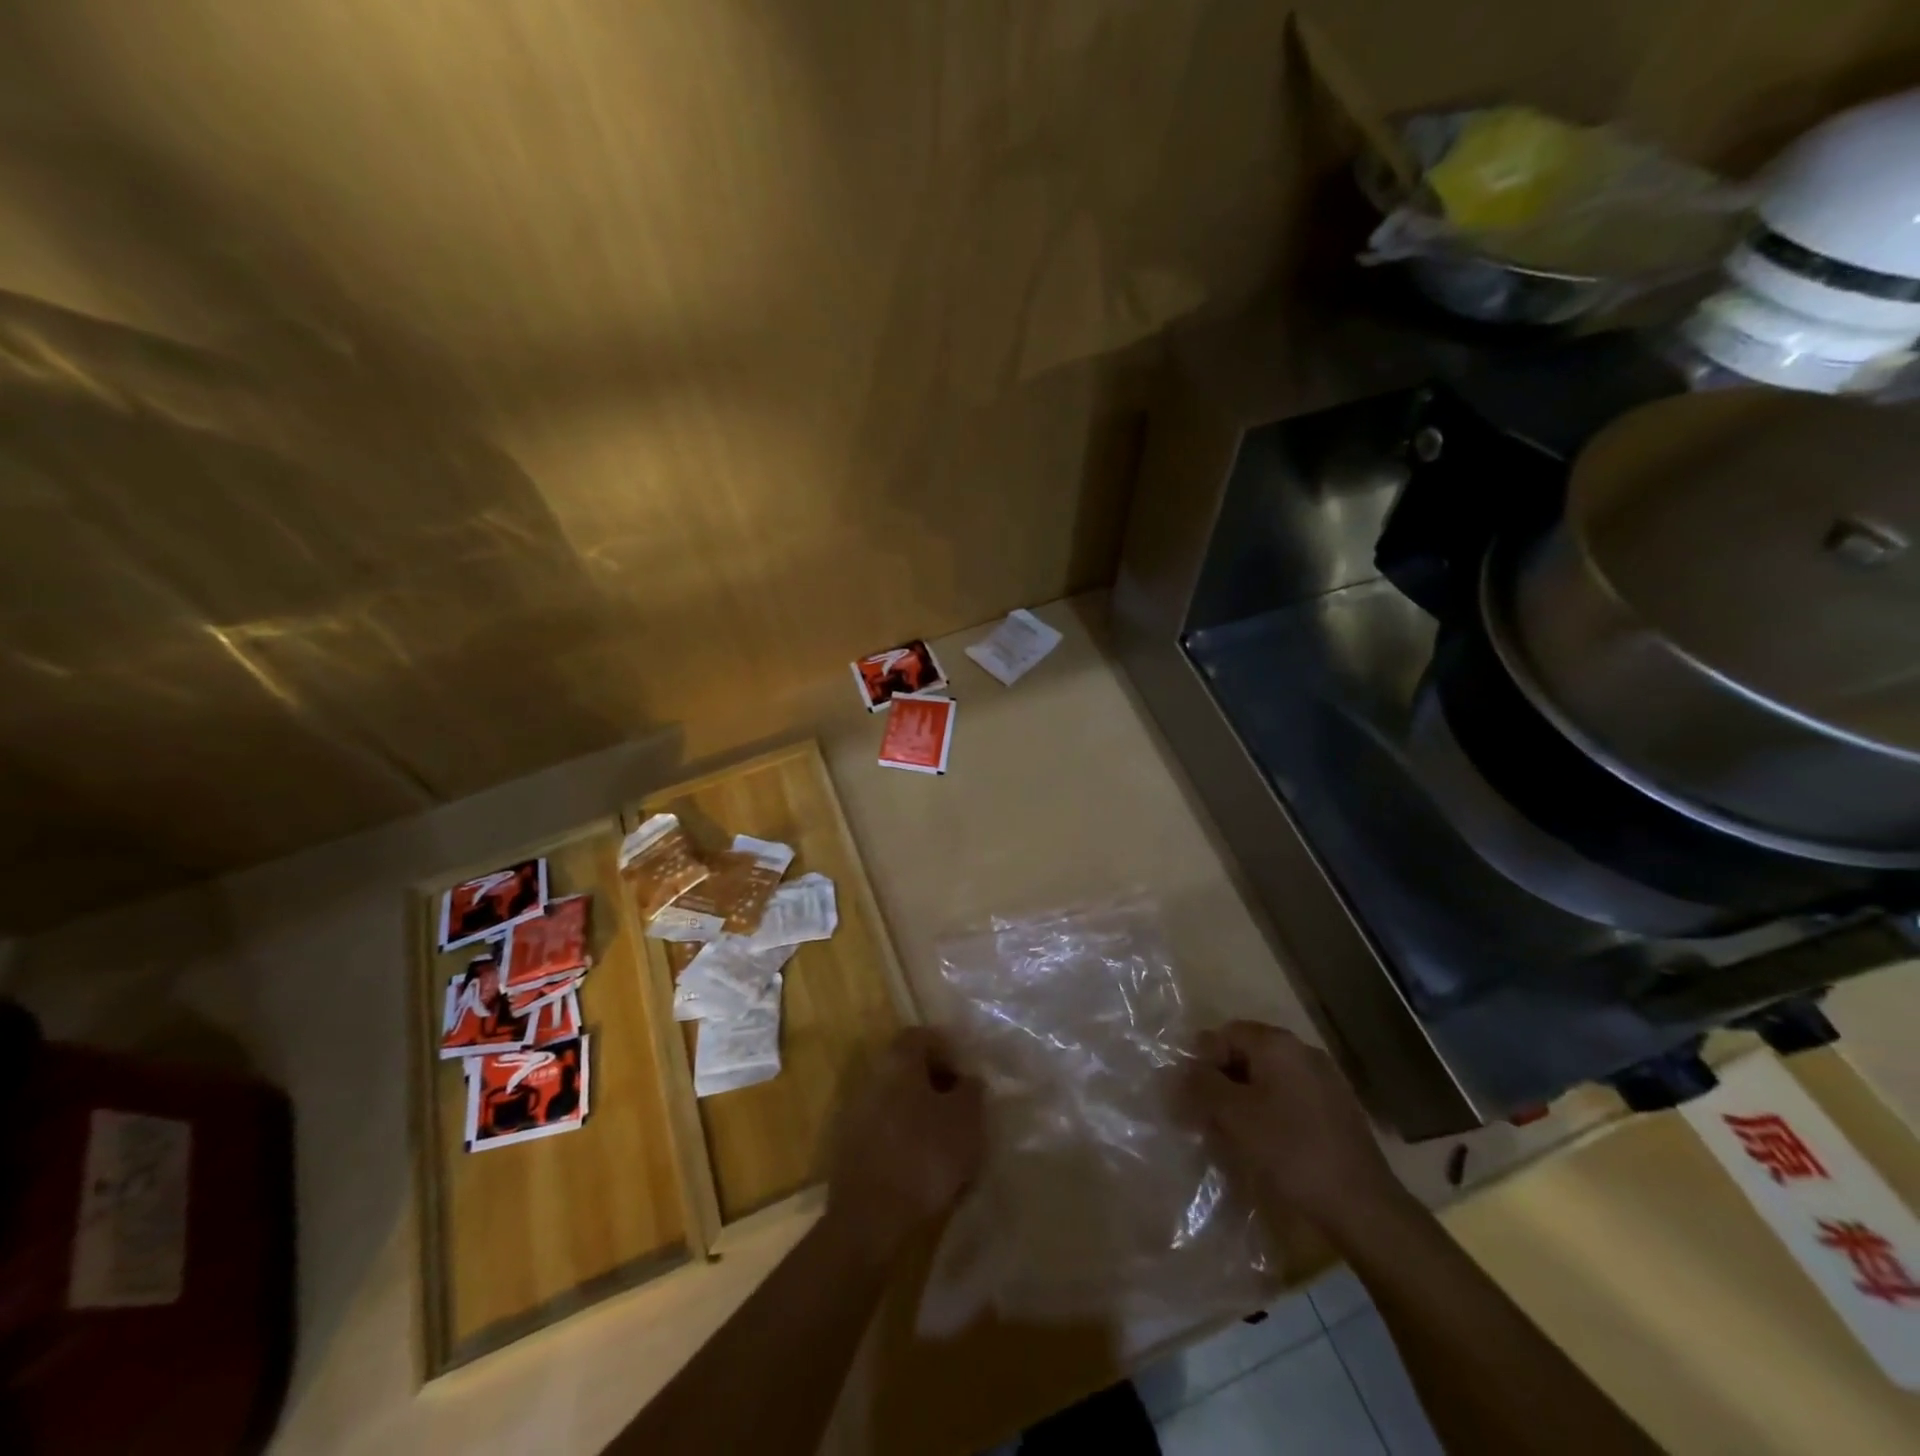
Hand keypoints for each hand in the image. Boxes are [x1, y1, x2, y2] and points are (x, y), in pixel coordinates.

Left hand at [825, 1027, 985, 1261]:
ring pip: (896, 1101)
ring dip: (920, 1114)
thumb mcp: (966, 1120)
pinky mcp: (849, 1149)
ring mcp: (855, 1113)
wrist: (870, 1220)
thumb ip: (971, 1091)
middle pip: (907, 1068)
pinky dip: (904, 1139)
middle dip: (936, 1084)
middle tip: (962, 1109)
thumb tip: (968, 1079)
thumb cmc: (924, 1156)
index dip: (948, 1050)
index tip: (968, 1076)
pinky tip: (923, 1167)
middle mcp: (871, 1078)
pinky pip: (884, 1131)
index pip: (921, 1036)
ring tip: (947, 1143)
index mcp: (897, 1061)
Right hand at [1187, 1020, 1405, 1231]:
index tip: (1189, 1094)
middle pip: (1247, 1055)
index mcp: (1278, 1044)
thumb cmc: (1290, 1150)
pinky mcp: (1337, 1112)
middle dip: (1221, 1082)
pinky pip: (1290, 1100)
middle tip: (1205, 1116)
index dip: (1201, 1060)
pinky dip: (1269, 1114)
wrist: (1362, 1206)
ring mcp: (1325, 1082)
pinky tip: (1264, 1146)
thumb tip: (1179, 1071)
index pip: (1225, 1034)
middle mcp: (1303, 1053)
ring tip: (1230, 1135)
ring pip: (1268, 1080)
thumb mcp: (1233, 1116)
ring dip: (1243, 1100)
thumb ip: (1201, 1086)